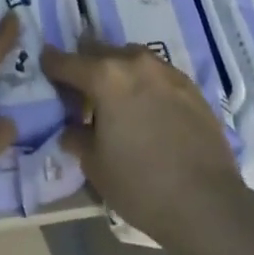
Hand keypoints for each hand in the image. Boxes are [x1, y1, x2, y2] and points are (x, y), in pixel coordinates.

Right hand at [42, 39, 249, 249]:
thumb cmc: (142, 185)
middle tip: (80, 87)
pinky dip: (143, 83)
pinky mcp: (189, 84)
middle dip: (86, 65)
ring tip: (116, 97)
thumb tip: (72, 129)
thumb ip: (78, 138)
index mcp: (105, 76)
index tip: (45, 64)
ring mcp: (165, 69)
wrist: (208, 203)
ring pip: (130, 58)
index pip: (67, 62)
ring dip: (117, 71)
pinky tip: (146, 108)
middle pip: (100, 51)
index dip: (52, 64)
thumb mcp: (96, 167)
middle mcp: (134, 61)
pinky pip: (156, 73)